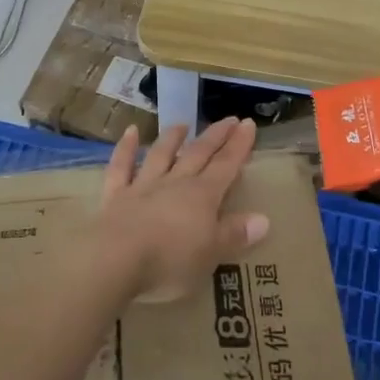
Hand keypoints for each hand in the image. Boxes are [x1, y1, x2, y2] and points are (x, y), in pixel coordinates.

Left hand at [98, 118, 268, 301]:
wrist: (116, 259)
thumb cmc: (170, 261)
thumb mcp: (211, 253)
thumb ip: (235, 234)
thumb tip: (264, 219)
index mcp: (202, 196)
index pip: (226, 166)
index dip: (239, 146)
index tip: (248, 124)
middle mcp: (175, 183)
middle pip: (198, 155)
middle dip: (215, 137)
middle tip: (228, 119)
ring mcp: (143, 186)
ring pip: (161, 155)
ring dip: (173, 138)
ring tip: (183, 123)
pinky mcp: (115, 196)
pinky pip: (121, 167)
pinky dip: (126, 148)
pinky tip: (131, 131)